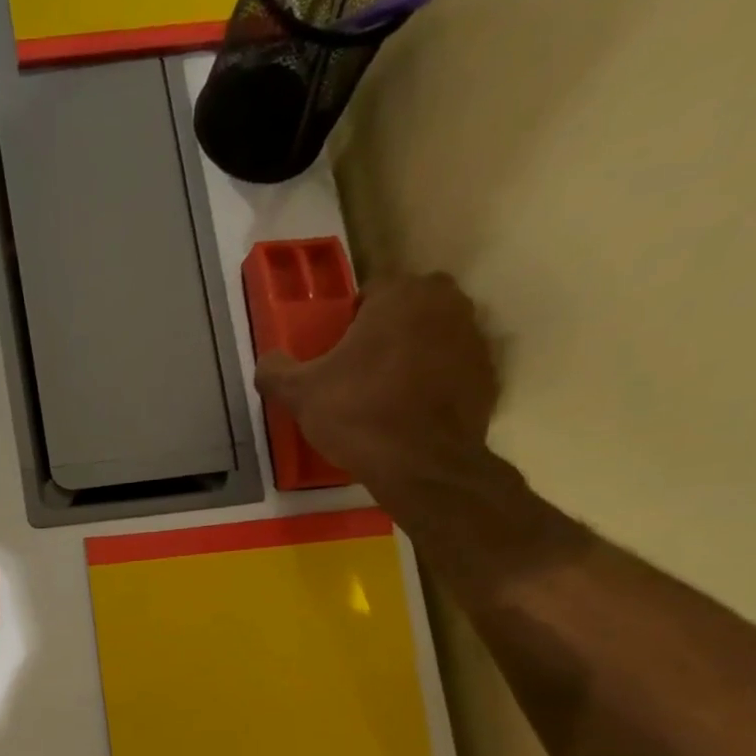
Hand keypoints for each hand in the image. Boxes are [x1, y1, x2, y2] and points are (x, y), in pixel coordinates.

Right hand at [255, 272, 500, 492]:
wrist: (420, 463)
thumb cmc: (358, 414)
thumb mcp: (301, 394)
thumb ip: (277, 371)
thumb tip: (267, 361)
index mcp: (401, 295)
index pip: (372, 291)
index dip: (350, 321)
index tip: (336, 352)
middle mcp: (446, 302)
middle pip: (407, 309)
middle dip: (386, 331)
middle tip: (359, 370)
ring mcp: (474, 337)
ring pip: (433, 336)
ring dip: (412, 354)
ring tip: (384, 394)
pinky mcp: (487, 373)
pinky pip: (452, 368)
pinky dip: (434, 382)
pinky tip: (410, 413)